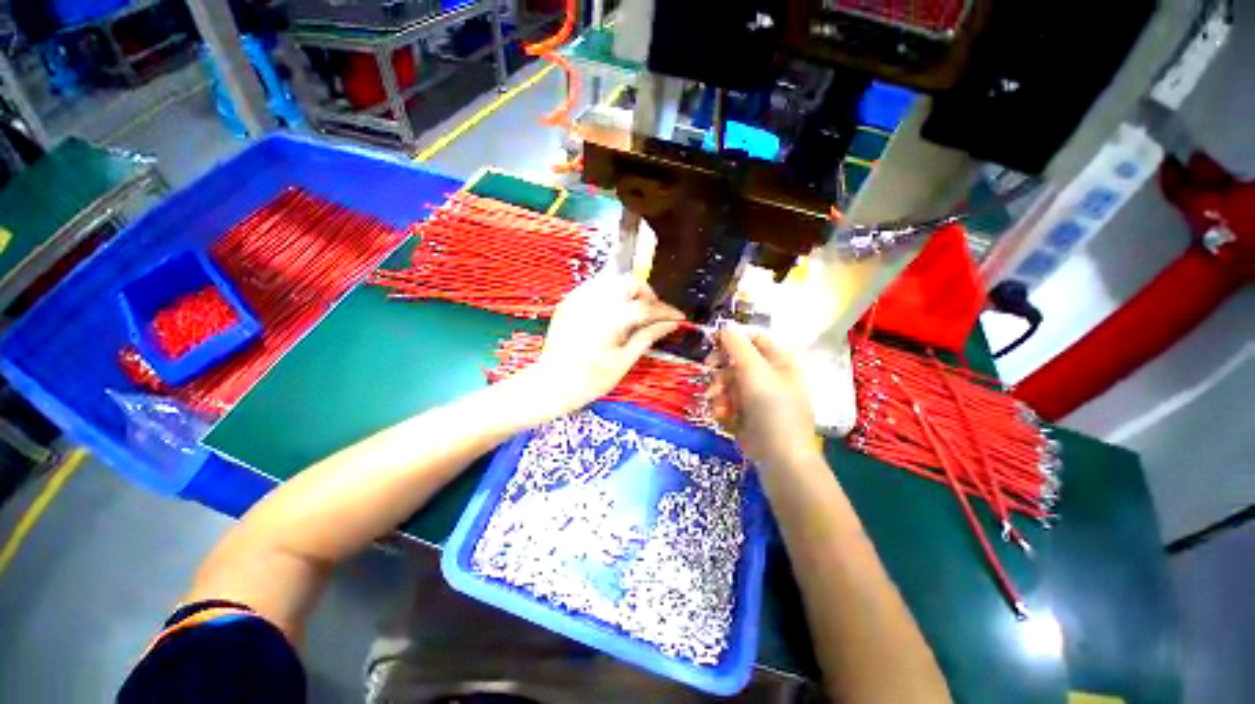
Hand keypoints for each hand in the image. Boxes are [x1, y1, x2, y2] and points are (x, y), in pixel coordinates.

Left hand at [520, 275, 682, 420]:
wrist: (551, 384)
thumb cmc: (591, 380)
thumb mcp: (624, 361)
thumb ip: (648, 336)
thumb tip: (671, 324)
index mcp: (609, 319)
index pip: (646, 307)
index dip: (666, 311)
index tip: (678, 317)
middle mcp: (593, 301)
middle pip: (630, 281)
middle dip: (647, 294)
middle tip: (653, 314)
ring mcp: (578, 298)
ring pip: (612, 279)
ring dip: (629, 292)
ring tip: (633, 313)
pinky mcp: (569, 301)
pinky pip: (596, 287)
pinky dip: (611, 294)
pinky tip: (613, 313)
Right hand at [708, 328, 815, 467]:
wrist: (779, 455)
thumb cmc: (771, 408)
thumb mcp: (754, 371)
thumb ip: (736, 346)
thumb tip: (723, 328)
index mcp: (779, 361)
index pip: (753, 339)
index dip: (731, 340)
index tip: (711, 345)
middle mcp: (769, 375)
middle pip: (736, 361)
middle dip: (721, 369)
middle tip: (708, 371)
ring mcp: (758, 395)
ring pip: (728, 381)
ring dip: (718, 390)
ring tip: (716, 402)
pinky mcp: (747, 413)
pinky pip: (728, 400)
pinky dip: (722, 405)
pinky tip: (720, 414)